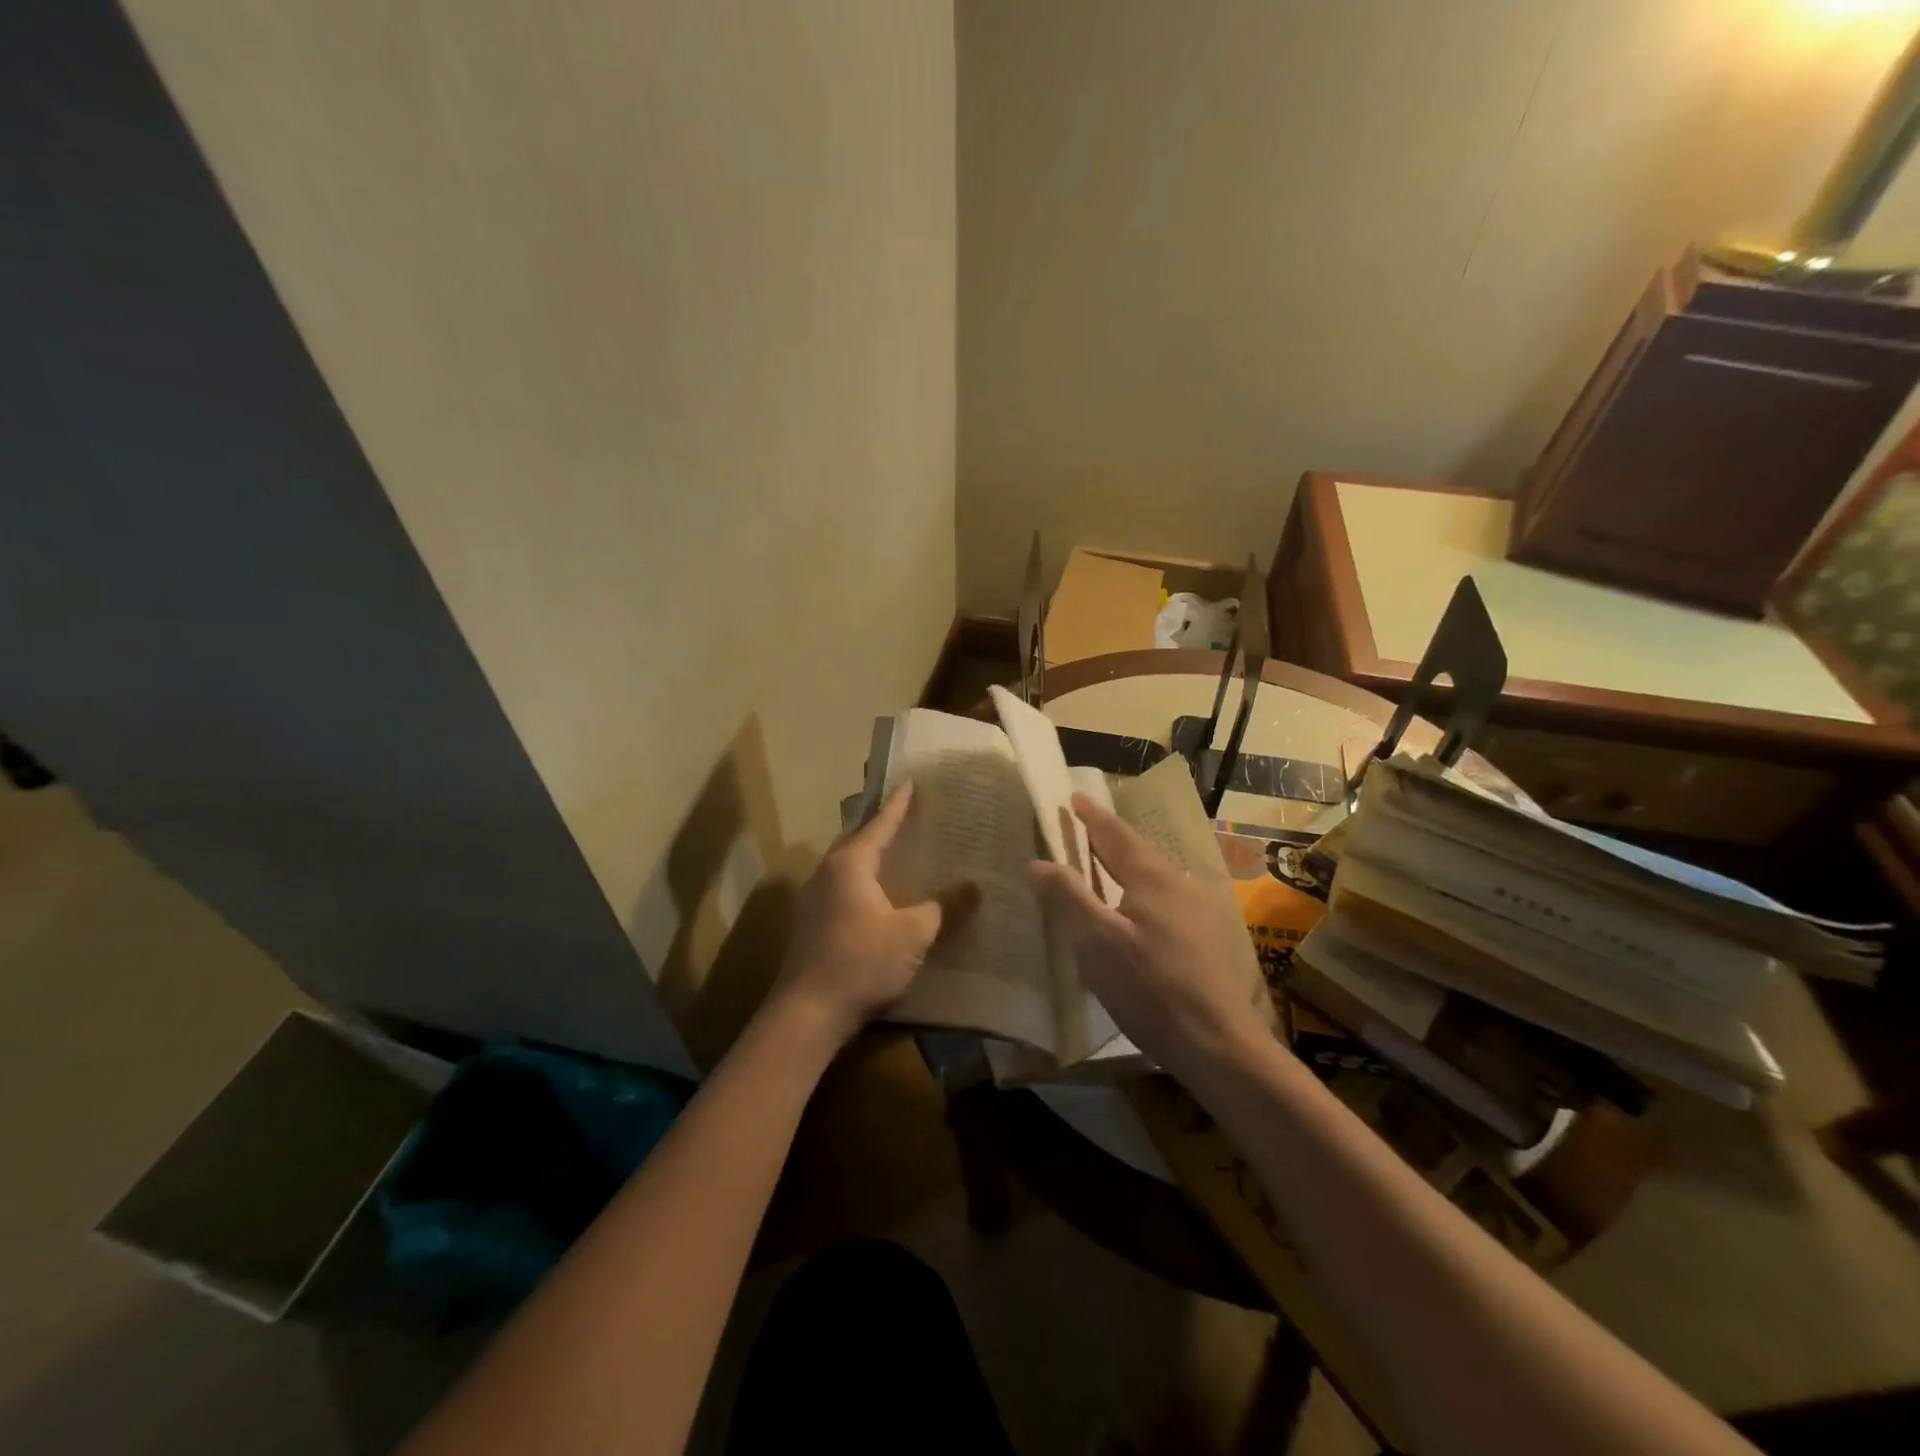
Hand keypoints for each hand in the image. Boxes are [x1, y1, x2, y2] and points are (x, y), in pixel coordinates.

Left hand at [772, 782, 978, 1049]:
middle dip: (882, 830)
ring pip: (847, 867)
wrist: (808, 1013)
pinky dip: (863, 884)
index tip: (911, 783)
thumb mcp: (912, 934)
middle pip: (857, 841)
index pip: (879, 824)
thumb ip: (943, 907)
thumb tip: (974, 887)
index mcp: (849, 864)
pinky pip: (841, 889)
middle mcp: (826, 873)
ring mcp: (813, 899)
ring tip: (898, 857)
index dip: (898, 805)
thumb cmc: (861, 962)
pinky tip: (880, 900)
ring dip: (871, 859)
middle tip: (909, 821)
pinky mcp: (810, 925)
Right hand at [1029, 793, 1273, 1081]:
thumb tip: (1038, 861)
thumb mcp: (1096, 943)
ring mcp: (1200, 910)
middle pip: (1139, 850)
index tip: (1074, 798)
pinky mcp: (1208, 937)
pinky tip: (1139, 907)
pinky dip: (1143, 888)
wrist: (1218, 1043)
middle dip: (1111, 836)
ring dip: (1129, 863)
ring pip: (1156, 874)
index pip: (1115, 835)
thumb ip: (1067, 897)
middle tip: (1086, 826)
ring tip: (1107, 863)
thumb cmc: (1149, 988)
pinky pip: (1168, 897)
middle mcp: (1180, 883)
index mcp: (1151, 877)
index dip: (1092, 817)